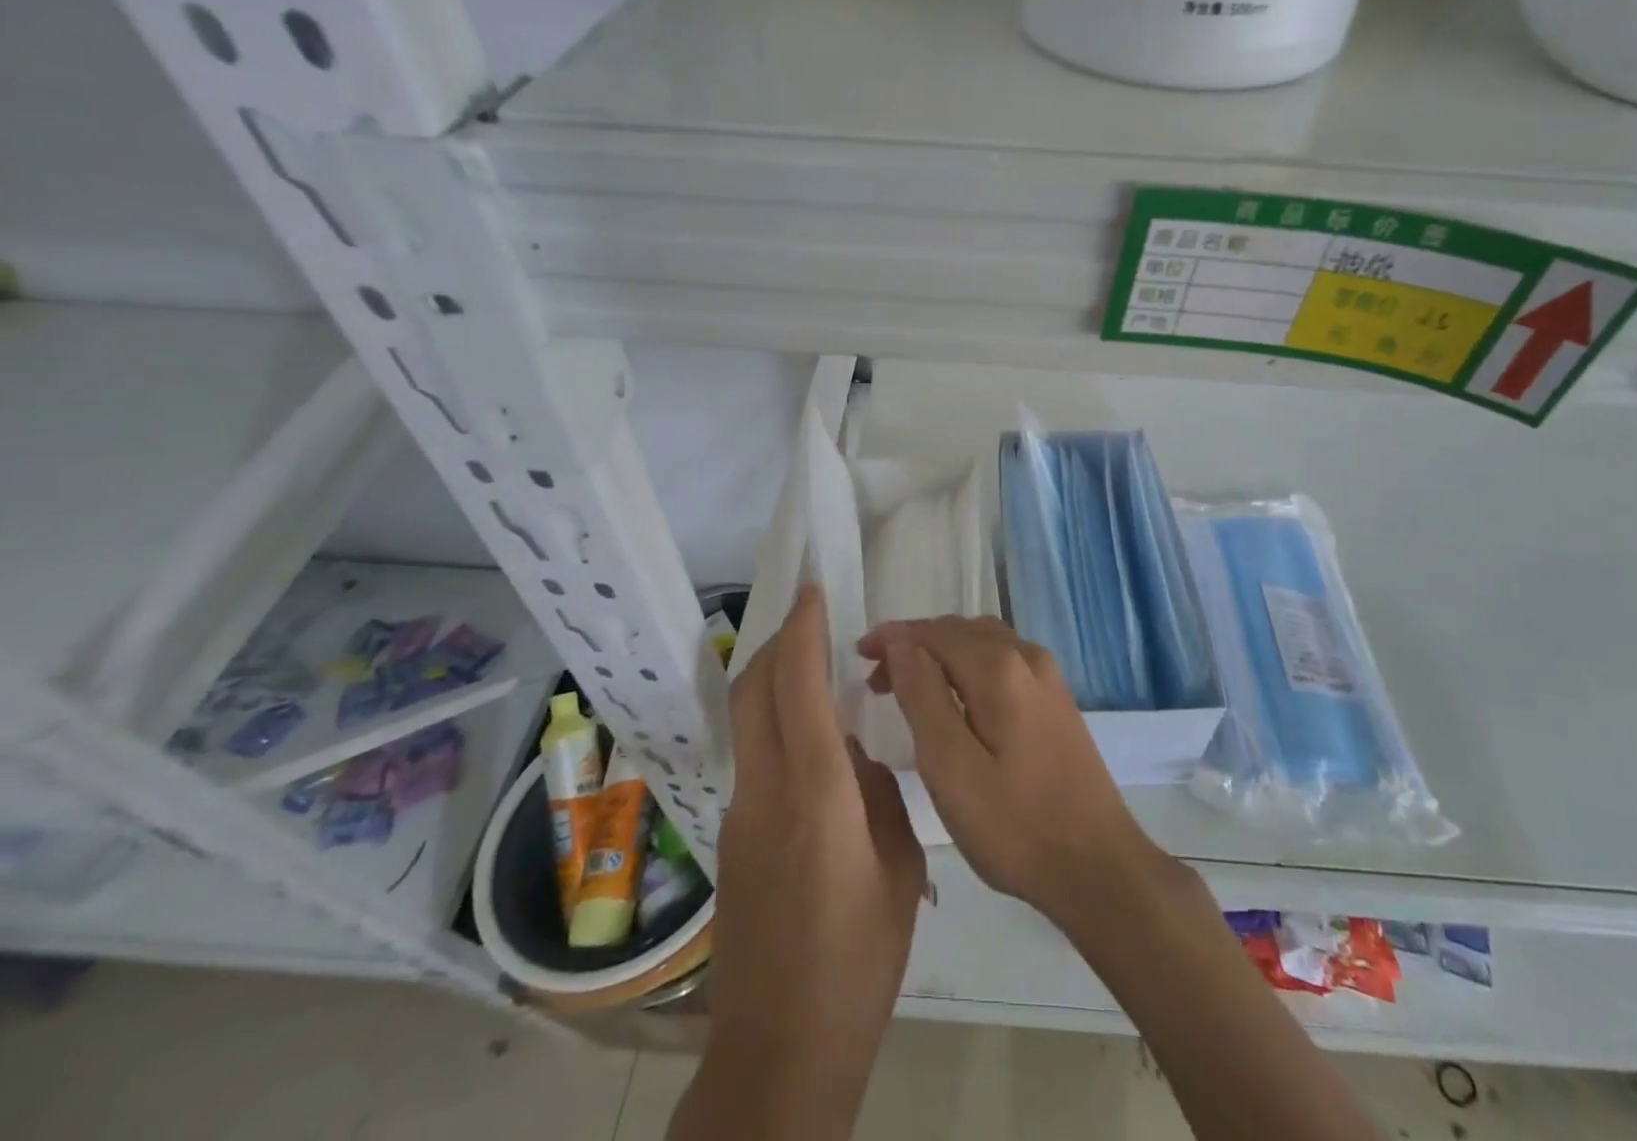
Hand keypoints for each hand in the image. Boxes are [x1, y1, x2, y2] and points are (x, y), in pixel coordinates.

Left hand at [697, 587, 924, 1130]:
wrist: (779, 1051)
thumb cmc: (858, 962)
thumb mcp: (897, 869)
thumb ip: (877, 795)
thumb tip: (855, 755)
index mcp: (815, 795)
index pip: (796, 686)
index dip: (802, 631)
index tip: (814, 593)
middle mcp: (765, 791)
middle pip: (751, 689)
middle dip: (776, 642)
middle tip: (811, 621)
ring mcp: (739, 815)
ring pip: (746, 720)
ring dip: (772, 681)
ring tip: (817, 674)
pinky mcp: (730, 839)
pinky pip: (753, 757)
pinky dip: (775, 725)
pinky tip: (814, 750)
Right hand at [858, 615, 1161, 927]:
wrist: (1098, 866)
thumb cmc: (1014, 825)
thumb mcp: (950, 767)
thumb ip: (923, 696)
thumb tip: (901, 643)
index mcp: (999, 668)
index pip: (933, 632)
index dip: (893, 638)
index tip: (858, 654)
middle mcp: (1026, 656)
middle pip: (959, 630)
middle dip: (914, 644)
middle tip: (876, 678)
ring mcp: (1048, 676)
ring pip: (983, 641)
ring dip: (942, 652)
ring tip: (909, 684)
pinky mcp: (1057, 699)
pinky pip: (1003, 659)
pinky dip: (969, 664)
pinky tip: (957, 698)